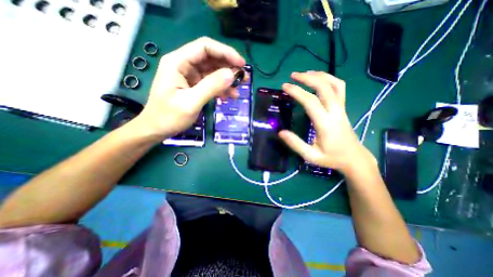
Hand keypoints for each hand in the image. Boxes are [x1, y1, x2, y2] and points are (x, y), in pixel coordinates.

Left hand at [133, 37, 243, 139]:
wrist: (156, 129)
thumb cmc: (169, 117)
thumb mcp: (190, 102)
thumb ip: (211, 87)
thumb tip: (232, 75)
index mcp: (178, 62)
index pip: (205, 47)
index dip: (225, 52)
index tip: (241, 64)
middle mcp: (184, 65)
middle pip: (211, 58)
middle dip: (229, 67)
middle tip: (244, 78)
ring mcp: (189, 76)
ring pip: (213, 71)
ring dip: (227, 79)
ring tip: (239, 89)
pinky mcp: (194, 86)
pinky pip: (211, 82)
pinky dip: (221, 88)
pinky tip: (229, 96)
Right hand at [279, 71, 370, 174]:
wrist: (354, 158)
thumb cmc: (331, 158)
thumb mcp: (311, 156)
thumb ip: (296, 144)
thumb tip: (280, 132)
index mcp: (325, 124)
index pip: (310, 102)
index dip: (297, 92)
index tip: (284, 86)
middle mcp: (335, 112)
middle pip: (324, 87)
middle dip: (307, 78)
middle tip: (292, 76)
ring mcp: (341, 108)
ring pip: (334, 84)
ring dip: (320, 75)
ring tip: (305, 73)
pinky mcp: (343, 108)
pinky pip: (339, 88)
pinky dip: (330, 79)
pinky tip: (320, 79)